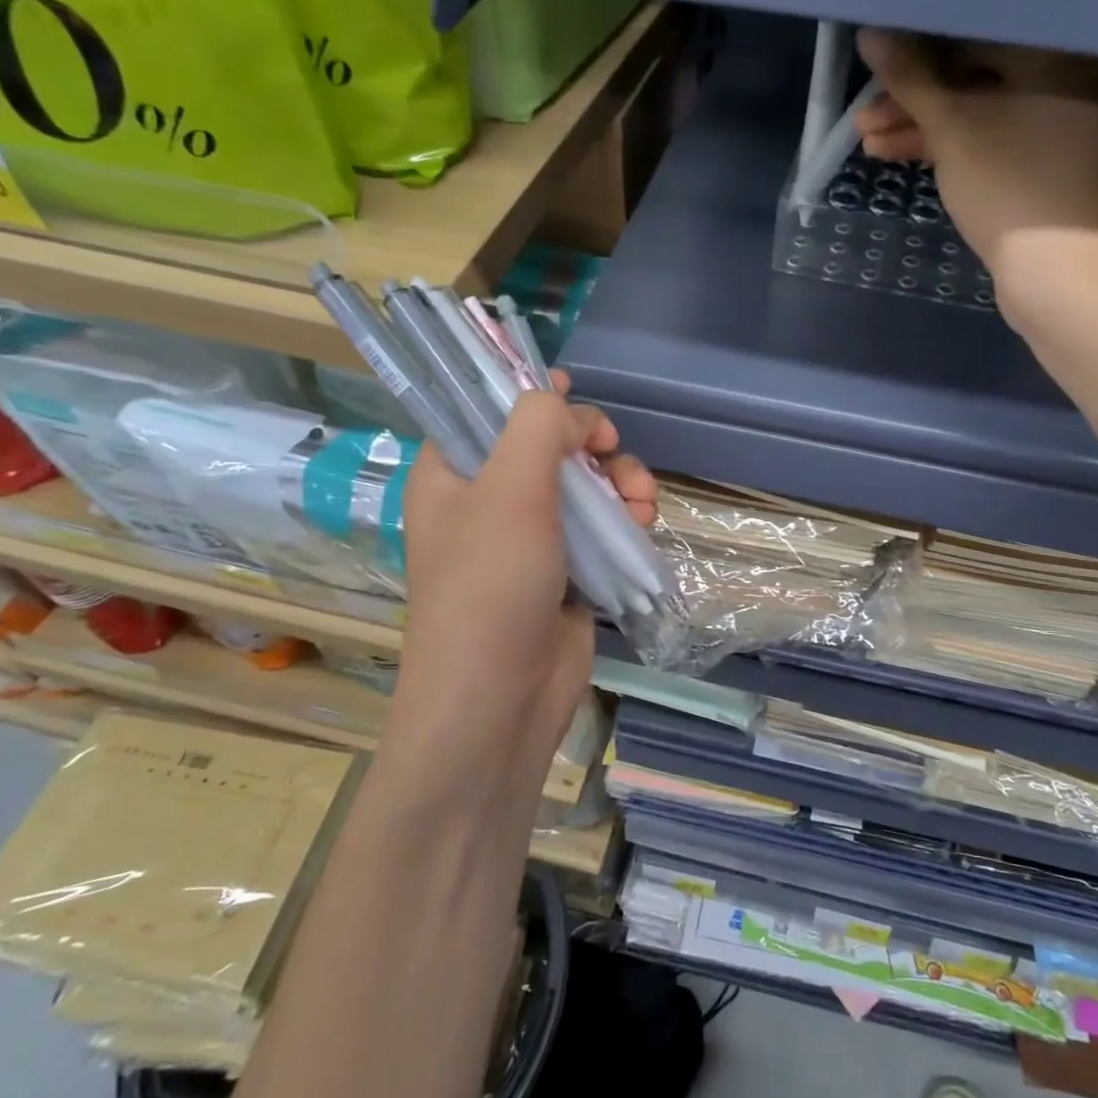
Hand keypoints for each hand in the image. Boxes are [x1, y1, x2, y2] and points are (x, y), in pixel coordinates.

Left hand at [382, 373, 656, 804]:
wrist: (500, 702)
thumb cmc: (491, 587)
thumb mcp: (510, 490)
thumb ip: (539, 427)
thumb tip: (569, 409)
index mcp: (452, 474)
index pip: (489, 411)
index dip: (533, 396)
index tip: (575, 396)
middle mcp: (488, 501)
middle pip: (550, 446)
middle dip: (594, 446)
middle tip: (614, 454)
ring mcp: (530, 539)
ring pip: (585, 487)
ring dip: (621, 484)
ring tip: (643, 503)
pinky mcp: (566, 572)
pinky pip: (601, 527)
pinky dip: (626, 520)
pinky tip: (645, 526)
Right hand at [854, 30, 1097, 306]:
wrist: (1065, 274)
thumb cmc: (1011, 184)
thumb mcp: (952, 127)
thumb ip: (910, 78)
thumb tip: (871, 31)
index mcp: (1059, 48)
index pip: (977, 28)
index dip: (918, 44)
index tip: (876, 61)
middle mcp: (1070, 75)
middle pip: (976, 73)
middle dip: (913, 97)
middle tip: (863, 113)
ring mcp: (1062, 125)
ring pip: (980, 112)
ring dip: (923, 127)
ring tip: (867, 142)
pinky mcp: (1048, 165)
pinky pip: (993, 140)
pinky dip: (951, 148)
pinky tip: (901, 156)